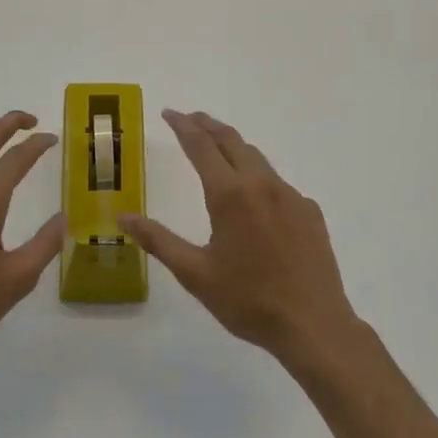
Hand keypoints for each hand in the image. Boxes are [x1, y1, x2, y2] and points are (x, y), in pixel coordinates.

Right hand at [121, 110, 358, 361]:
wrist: (314, 325)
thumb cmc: (248, 301)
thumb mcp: (195, 274)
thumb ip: (158, 240)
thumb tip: (123, 216)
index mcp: (230, 195)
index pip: (201, 146)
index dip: (183, 126)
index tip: (169, 113)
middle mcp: (261, 184)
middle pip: (232, 141)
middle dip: (208, 126)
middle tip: (191, 119)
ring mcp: (291, 196)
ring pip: (257, 159)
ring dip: (234, 147)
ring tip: (218, 149)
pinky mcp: (310, 211)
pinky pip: (279, 184)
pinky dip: (259, 178)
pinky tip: (256, 199)